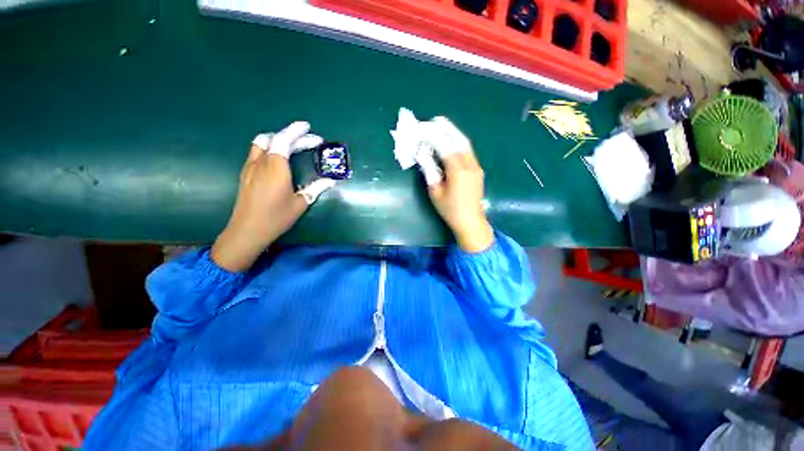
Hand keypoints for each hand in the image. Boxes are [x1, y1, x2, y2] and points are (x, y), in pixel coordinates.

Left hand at [211, 122, 334, 271]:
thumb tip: (331, 181)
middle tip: (310, 141)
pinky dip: (269, 147)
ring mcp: (250, 167)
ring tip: (293, 144)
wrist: (248, 230)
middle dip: (294, 137)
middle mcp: (261, 162)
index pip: (284, 140)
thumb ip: (316, 188)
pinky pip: (257, 152)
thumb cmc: (276, 217)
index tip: (308, 127)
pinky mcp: (245, 174)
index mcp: (276, 167)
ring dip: (278, 139)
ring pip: (262, 143)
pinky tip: (278, 158)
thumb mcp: (301, 203)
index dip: (296, 131)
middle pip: (275, 139)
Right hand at [425, 120, 493, 252]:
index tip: (424, 128)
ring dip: (454, 134)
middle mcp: (470, 165)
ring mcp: (476, 167)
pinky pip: (468, 153)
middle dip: (447, 129)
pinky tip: (451, 143)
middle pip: (459, 141)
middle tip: (436, 120)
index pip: (445, 147)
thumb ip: (430, 172)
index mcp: (458, 171)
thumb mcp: (435, 192)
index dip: (434, 137)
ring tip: (443, 127)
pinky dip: (459, 144)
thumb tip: (423, 156)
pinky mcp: (478, 171)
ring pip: (466, 145)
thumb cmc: (450, 210)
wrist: (470, 221)